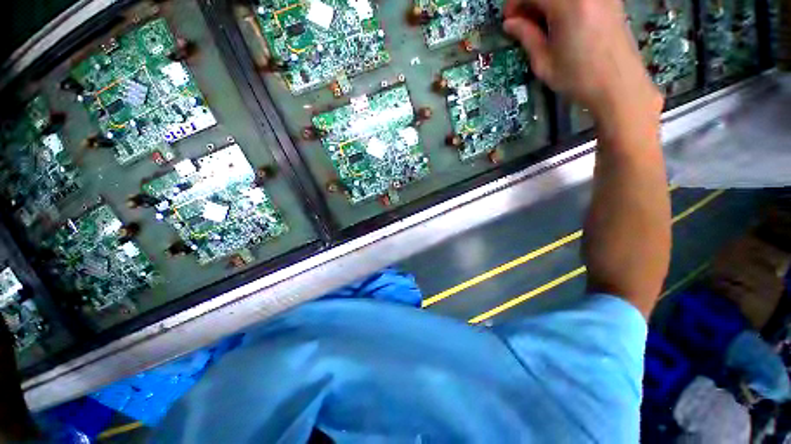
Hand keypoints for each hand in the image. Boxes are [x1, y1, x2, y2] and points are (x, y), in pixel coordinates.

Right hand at [503, 0, 662, 123]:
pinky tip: (559, 20)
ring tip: (540, 23)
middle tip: (522, 21)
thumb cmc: (577, 78)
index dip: (515, 3)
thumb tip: (510, 23)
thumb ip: (527, 37)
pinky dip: (563, 5)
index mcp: (568, 5)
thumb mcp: (544, 62)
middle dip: (530, 1)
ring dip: (547, 4)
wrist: (618, 84)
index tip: (508, 20)